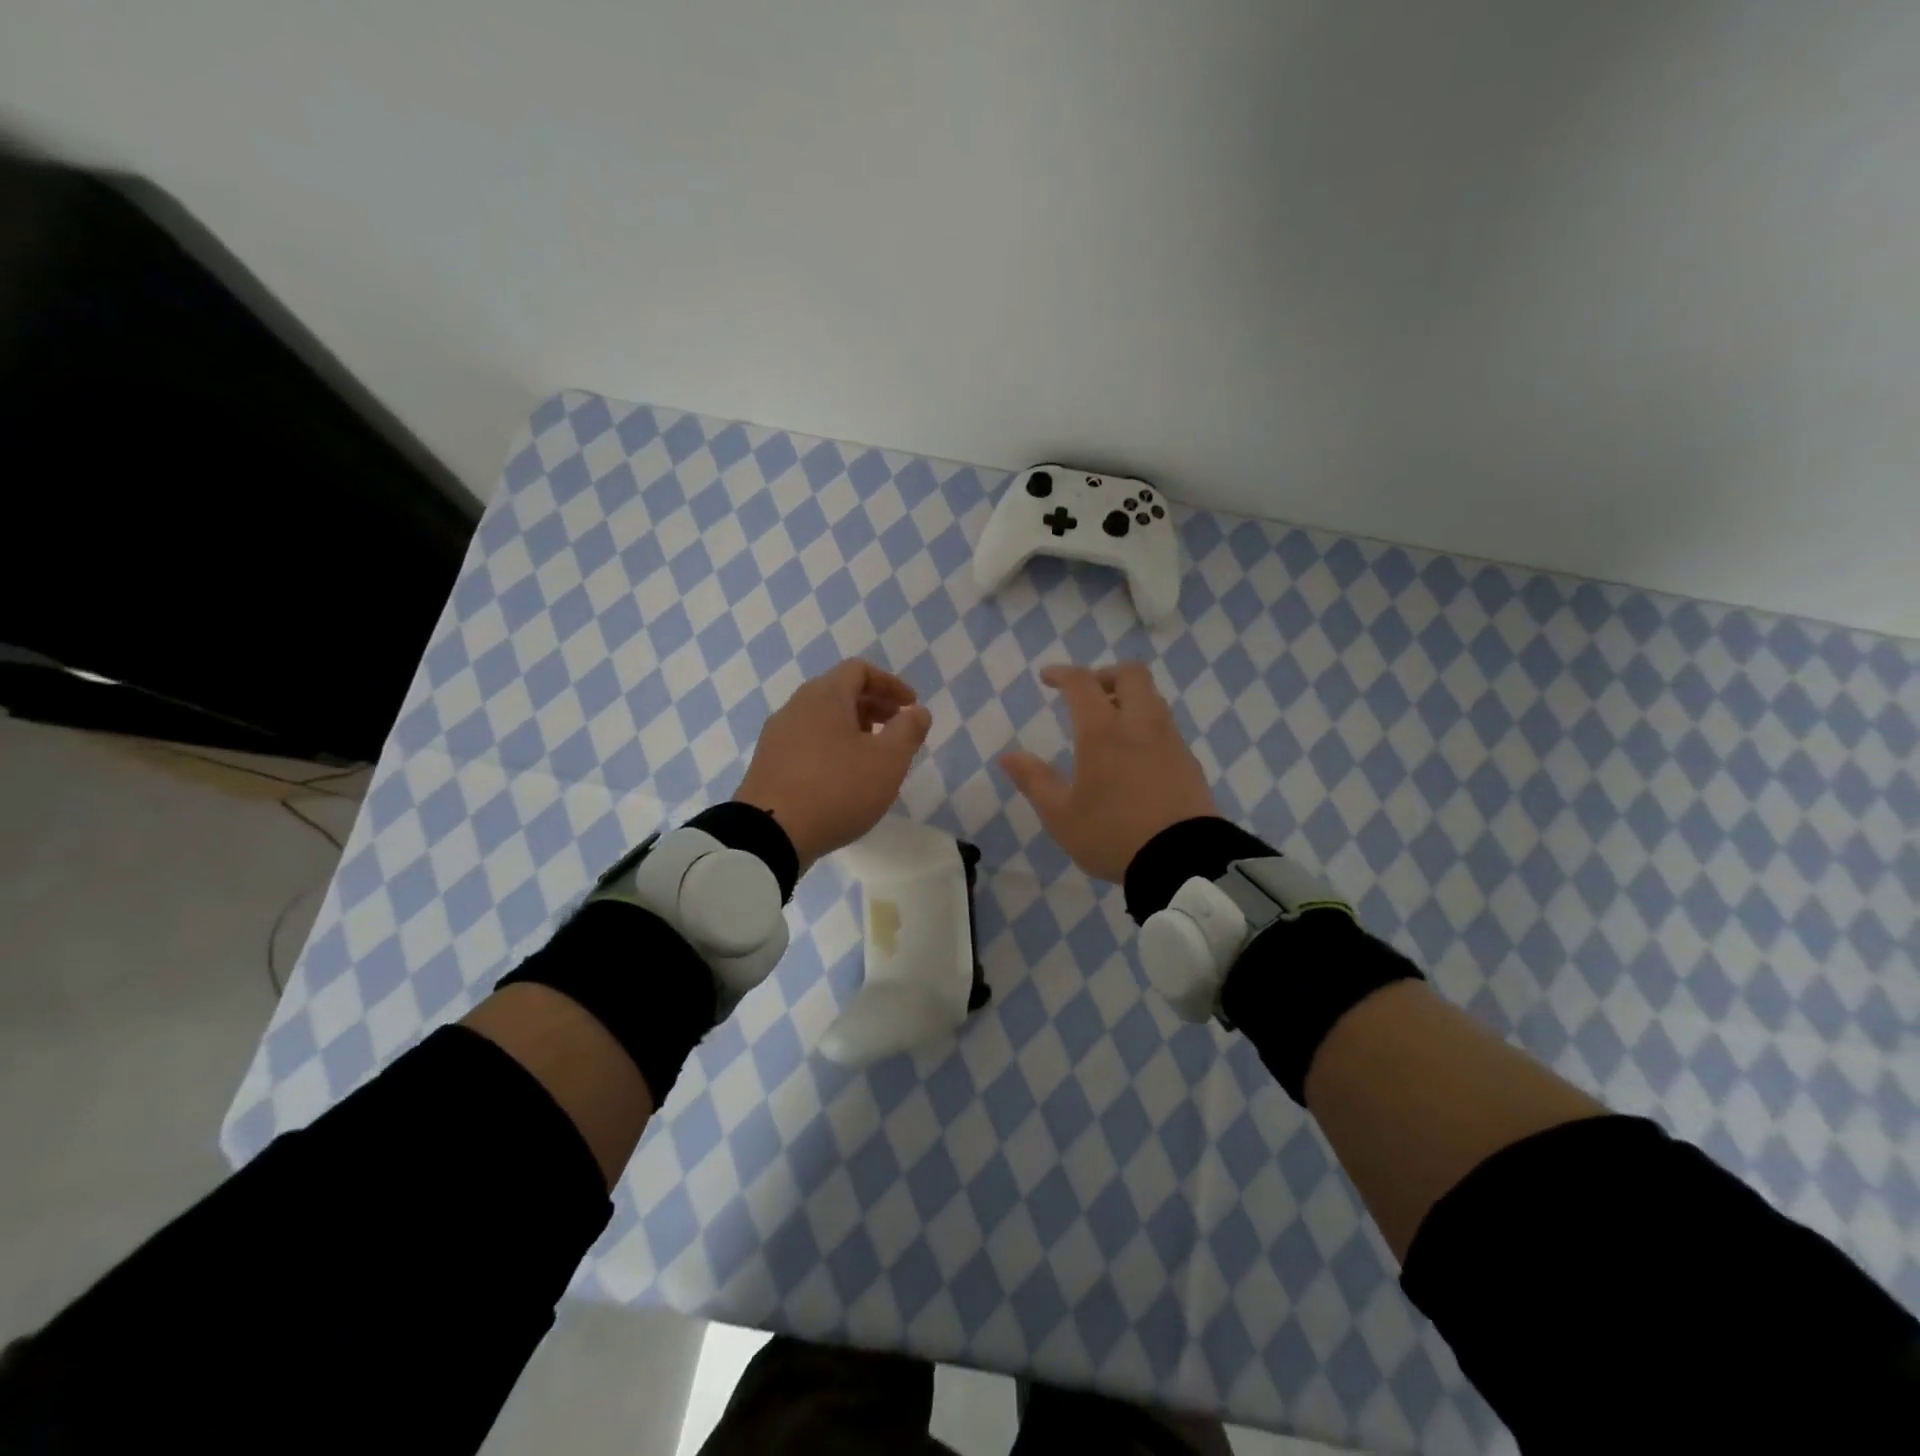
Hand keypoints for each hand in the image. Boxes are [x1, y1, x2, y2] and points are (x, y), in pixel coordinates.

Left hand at [735, 660, 932, 871]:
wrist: (769, 833)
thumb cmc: (837, 789)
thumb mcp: (888, 761)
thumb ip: (909, 730)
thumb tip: (917, 711)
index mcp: (825, 696)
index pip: (859, 670)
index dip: (890, 684)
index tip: (910, 707)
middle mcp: (796, 706)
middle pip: (839, 691)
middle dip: (874, 705)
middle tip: (897, 729)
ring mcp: (776, 735)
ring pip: (822, 717)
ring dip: (852, 727)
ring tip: (873, 754)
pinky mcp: (767, 762)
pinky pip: (806, 740)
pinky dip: (831, 745)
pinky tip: (842, 776)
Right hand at [999, 662, 1218, 882]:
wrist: (1184, 861)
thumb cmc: (1113, 835)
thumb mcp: (1061, 816)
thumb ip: (1034, 781)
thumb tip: (1008, 756)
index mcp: (1103, 732)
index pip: (1082, 683)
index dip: (1062, 674)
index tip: (1047, 678)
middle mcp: (1140, 725)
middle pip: (1131, 674)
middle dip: (1105, 675)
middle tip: (1087, 695)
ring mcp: (1170, 741)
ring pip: (1152, 698)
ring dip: (1128, 699)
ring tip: (1109, 726)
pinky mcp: (1189, 761)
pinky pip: (1165, 726)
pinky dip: (1145, 724)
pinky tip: (1134, 755)